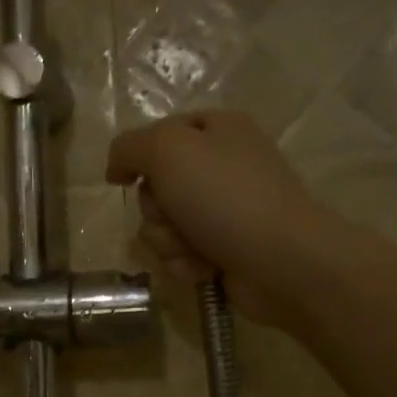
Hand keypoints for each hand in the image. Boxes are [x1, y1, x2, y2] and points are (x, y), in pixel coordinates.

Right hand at [104, 109, 326, 326]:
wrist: (281, 261)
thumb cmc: (225, 196)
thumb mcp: (168, 150)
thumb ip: (128, 147)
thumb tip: (116, 168)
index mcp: (217, 129)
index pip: (157, 134)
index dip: (136, 157)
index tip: (123, 179)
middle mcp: (221, 166)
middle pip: (155, 185)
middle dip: (156, 208)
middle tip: (175, 215)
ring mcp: (223, 211)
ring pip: (162, 225)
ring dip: (167, 241)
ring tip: (193, 247)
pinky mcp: (222, 249)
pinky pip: (179, 254)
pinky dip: (184, 263)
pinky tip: (203, 268)